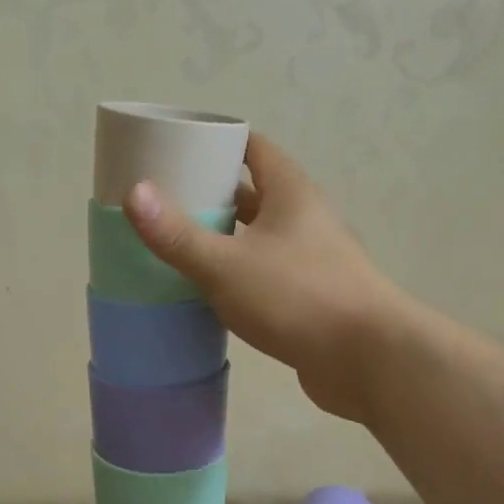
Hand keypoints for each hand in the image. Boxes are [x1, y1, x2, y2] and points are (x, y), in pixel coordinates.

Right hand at [124, 133, 412, 422]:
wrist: (369, 360)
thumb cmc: (298, 297)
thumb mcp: (227, 264)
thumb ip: (179, 234)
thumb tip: (134, 193)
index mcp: (292, 194)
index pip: (254, 149)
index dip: (218, 143)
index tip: (178, 150)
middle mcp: (306, 219)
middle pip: (255, 194)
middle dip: (213, 195)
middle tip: (166, 202)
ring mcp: (313, 260)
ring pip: (260, 238)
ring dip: (226, 239)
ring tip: (179, 245)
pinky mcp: (312, 297)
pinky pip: (267, 274)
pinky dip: (239, 275)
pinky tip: (210, 292)